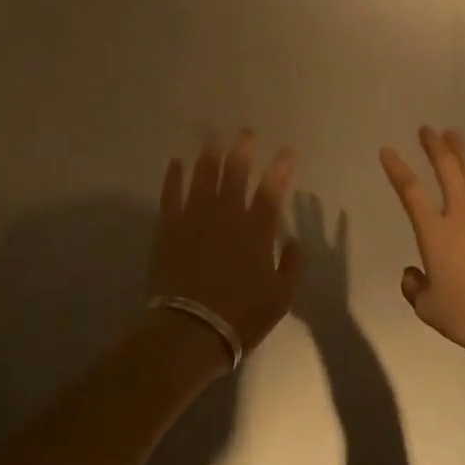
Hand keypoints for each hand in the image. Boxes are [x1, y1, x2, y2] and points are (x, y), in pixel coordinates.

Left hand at [151, 132, 304, 364]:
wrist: (191, 330)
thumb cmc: (241, 316)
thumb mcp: (281, 297)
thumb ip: (292, 264)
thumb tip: (294, 240)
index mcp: (256, 232)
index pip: (271, 191)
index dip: (280, 168)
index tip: (287, 151)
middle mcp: (227, 216)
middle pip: (236, 174)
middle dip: (243, 150)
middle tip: (246, 133)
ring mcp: (195, 219)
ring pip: (204, 176)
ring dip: (210, 154)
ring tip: (212, 136)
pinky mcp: (169, 228)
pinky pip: (171, 194)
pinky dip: (174, 176)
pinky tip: (176, 162)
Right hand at [381, 127, 464, 356]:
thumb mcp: (428, 308)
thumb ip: (414, 287)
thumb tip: (411, 274)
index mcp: (435, 232)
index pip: (410, 192)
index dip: (397, 169)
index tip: (387, 150)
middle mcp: (462, 214)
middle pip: (446, 170)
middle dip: (434, 147)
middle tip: (427, 130)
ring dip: (463, 153)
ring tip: (454, 135)